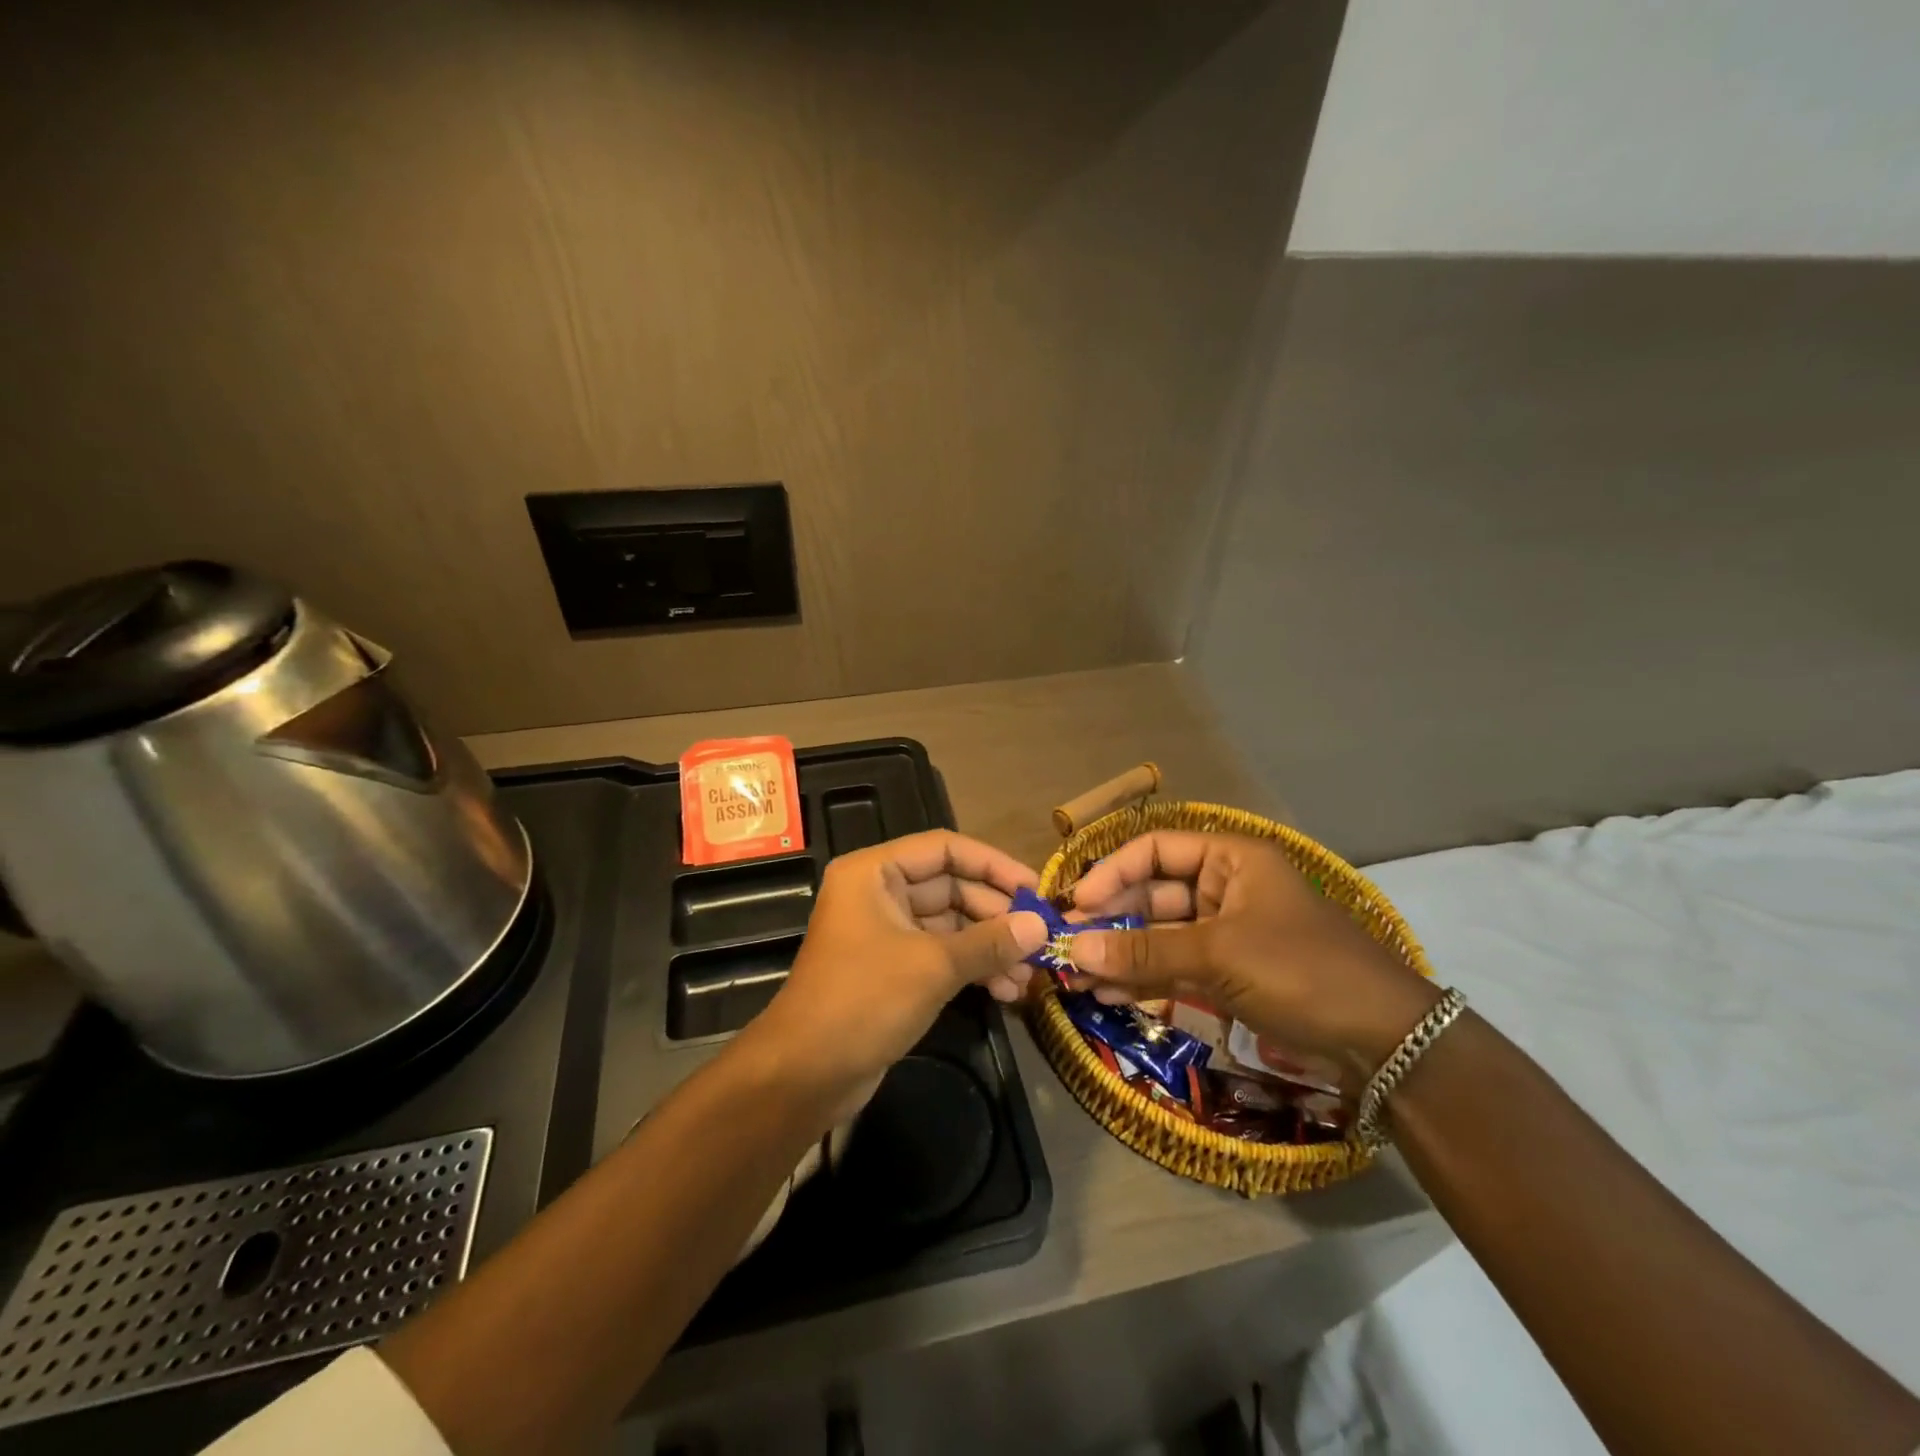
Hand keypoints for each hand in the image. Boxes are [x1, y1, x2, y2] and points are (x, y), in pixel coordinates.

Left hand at [741, 831, 1046, 1104]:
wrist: (805, 1075)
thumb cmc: (863, 1001)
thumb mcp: (933, 966)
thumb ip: (990, 942)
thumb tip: (1040, 926)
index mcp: (876, 873)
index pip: (945, 849)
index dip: (993, 865)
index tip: (1035, 889)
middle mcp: (879, 894)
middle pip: (951, 887)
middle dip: (997, 915)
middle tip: (1040, 939)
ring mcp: (886, 933)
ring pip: (951, 925)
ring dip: (990, 947)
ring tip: (1029, 975)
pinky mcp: (894, 969)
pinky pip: (942, 955)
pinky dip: (973, 968)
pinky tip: (1007, 991)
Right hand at [1065, 832, 1437, 1087]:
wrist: (1385, 1042)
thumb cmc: (1302, 971)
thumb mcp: (1219, 954)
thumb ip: (1145, 950)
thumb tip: (1074, 951)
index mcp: (1231, 859)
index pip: (1155, 850)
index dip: (1112, 872)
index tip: (1077, 904)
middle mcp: (1224, 887)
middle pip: (1152, 893)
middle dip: (1110, 920)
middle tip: (1066, 947)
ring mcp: (1226, 932)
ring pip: (1159, 934)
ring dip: (1120, 954)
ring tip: (1077, 979)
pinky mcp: (1229, 973)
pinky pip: (1174, 966)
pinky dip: (1143, 978)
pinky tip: (1108, 996)